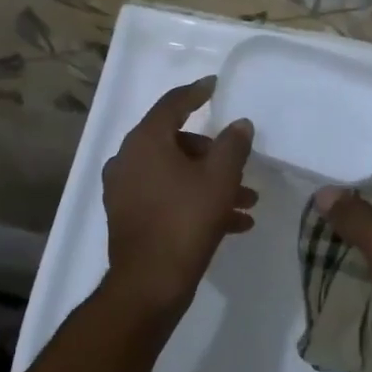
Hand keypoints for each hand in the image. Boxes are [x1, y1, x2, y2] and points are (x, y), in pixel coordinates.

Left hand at [101, 77, 256, 321]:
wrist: (149, 284)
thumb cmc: (185, 221)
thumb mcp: (219, 179)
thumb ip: (233, 145)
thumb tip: (240, 124)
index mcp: (145, 142)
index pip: (172, 105)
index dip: (196, 93)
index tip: (214, 86)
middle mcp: (128, 160)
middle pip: (176, 143)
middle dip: (214, 155)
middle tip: (240, 167)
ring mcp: (124, 190)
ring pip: (175, 174)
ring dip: (210, 183)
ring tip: (247, 203)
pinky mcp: (128, 217)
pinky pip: (166, 197)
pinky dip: (194, 202)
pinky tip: (232, 224)